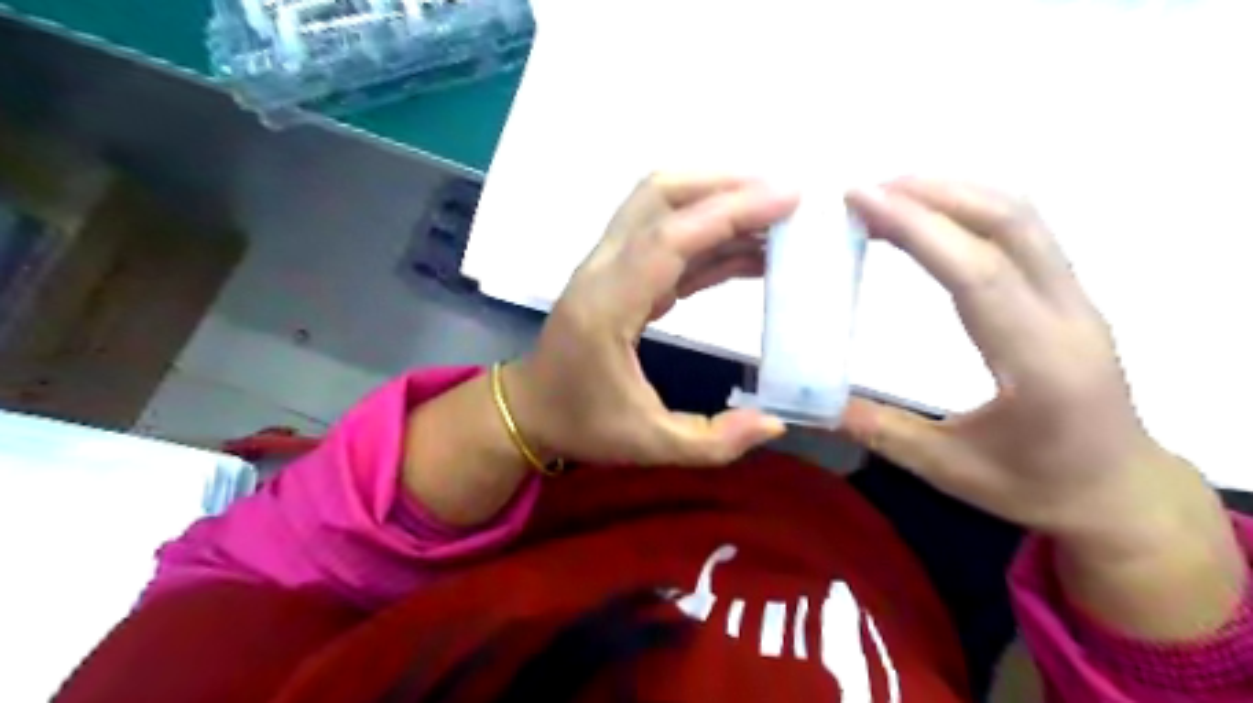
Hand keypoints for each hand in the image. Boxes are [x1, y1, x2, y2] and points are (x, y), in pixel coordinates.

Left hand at [504, 171, 797, 465]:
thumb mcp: (648, 446)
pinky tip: (750, 252)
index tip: (786, 197)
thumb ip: (714, 442)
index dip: (728, 211)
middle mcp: (603, 270)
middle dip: (724, 185)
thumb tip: (774, 424)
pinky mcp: (621, 273)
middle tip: (784, 197)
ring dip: (718, 201)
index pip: (668, 238)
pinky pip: (667, 238)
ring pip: (661, 205)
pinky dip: (710, 236)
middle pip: (658, 195)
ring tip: (778, 218)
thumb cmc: (582, 423)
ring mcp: (609, 265)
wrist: (530, 408)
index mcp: (606, 306)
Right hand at [841, 178, 1185, 541]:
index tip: (862, 199)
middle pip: (1010, 224)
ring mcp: (1076, 300)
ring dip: (955, 193)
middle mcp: (1067, 316)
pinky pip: (1024, 233)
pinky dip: (972, 210)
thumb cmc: (1037, 488)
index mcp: (1038, 363)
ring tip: (891, 195)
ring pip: (1023, 218)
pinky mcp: (1068, 296)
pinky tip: (932, 218)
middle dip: (934, 194)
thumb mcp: (949, 470)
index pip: (977, 273)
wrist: (1120, 492)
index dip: (917, 227)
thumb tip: (814, 403)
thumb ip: (880, 431)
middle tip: (866, 191)